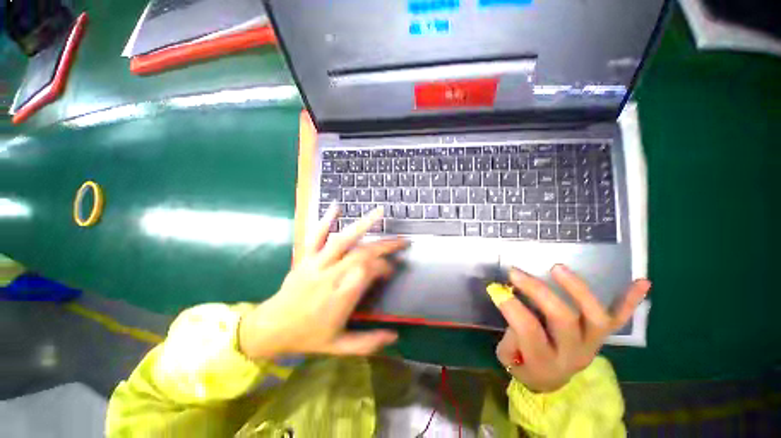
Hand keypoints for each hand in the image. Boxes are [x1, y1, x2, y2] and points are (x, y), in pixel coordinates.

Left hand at [239, 205, 406, 358]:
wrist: (270, 328)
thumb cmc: (307, 337)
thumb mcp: (338, 347)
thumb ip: (368, 343)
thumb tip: (395, 336)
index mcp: (340, 298)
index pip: (368, 273)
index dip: (384, 267)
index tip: (392, 269)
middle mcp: (330, 276)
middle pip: (361, 254)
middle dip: (384, 246)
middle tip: (402, 241)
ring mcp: (316, 264)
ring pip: (342, 240)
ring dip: (362, 225)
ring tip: (380, 212)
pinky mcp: (305, 257)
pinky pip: (316, 236)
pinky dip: (326, 220)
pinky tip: (337, 207)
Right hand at [495, 265, 650, 392]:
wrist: (553, 380)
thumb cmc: (526, 365)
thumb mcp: (508, 357)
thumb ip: (510, 332)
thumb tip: (510, 302)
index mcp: (545, 361)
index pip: (528, 330)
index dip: (511, 306)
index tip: (495, 288)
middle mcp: (574, 353)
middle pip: (562, 318)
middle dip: (537, 291)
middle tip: (516, 272)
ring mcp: (592, 343)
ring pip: (595, 317)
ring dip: (578, 289)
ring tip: (557, 268)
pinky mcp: (603, 336)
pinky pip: (620, 319)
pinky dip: (630, 301)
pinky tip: (641, 282)